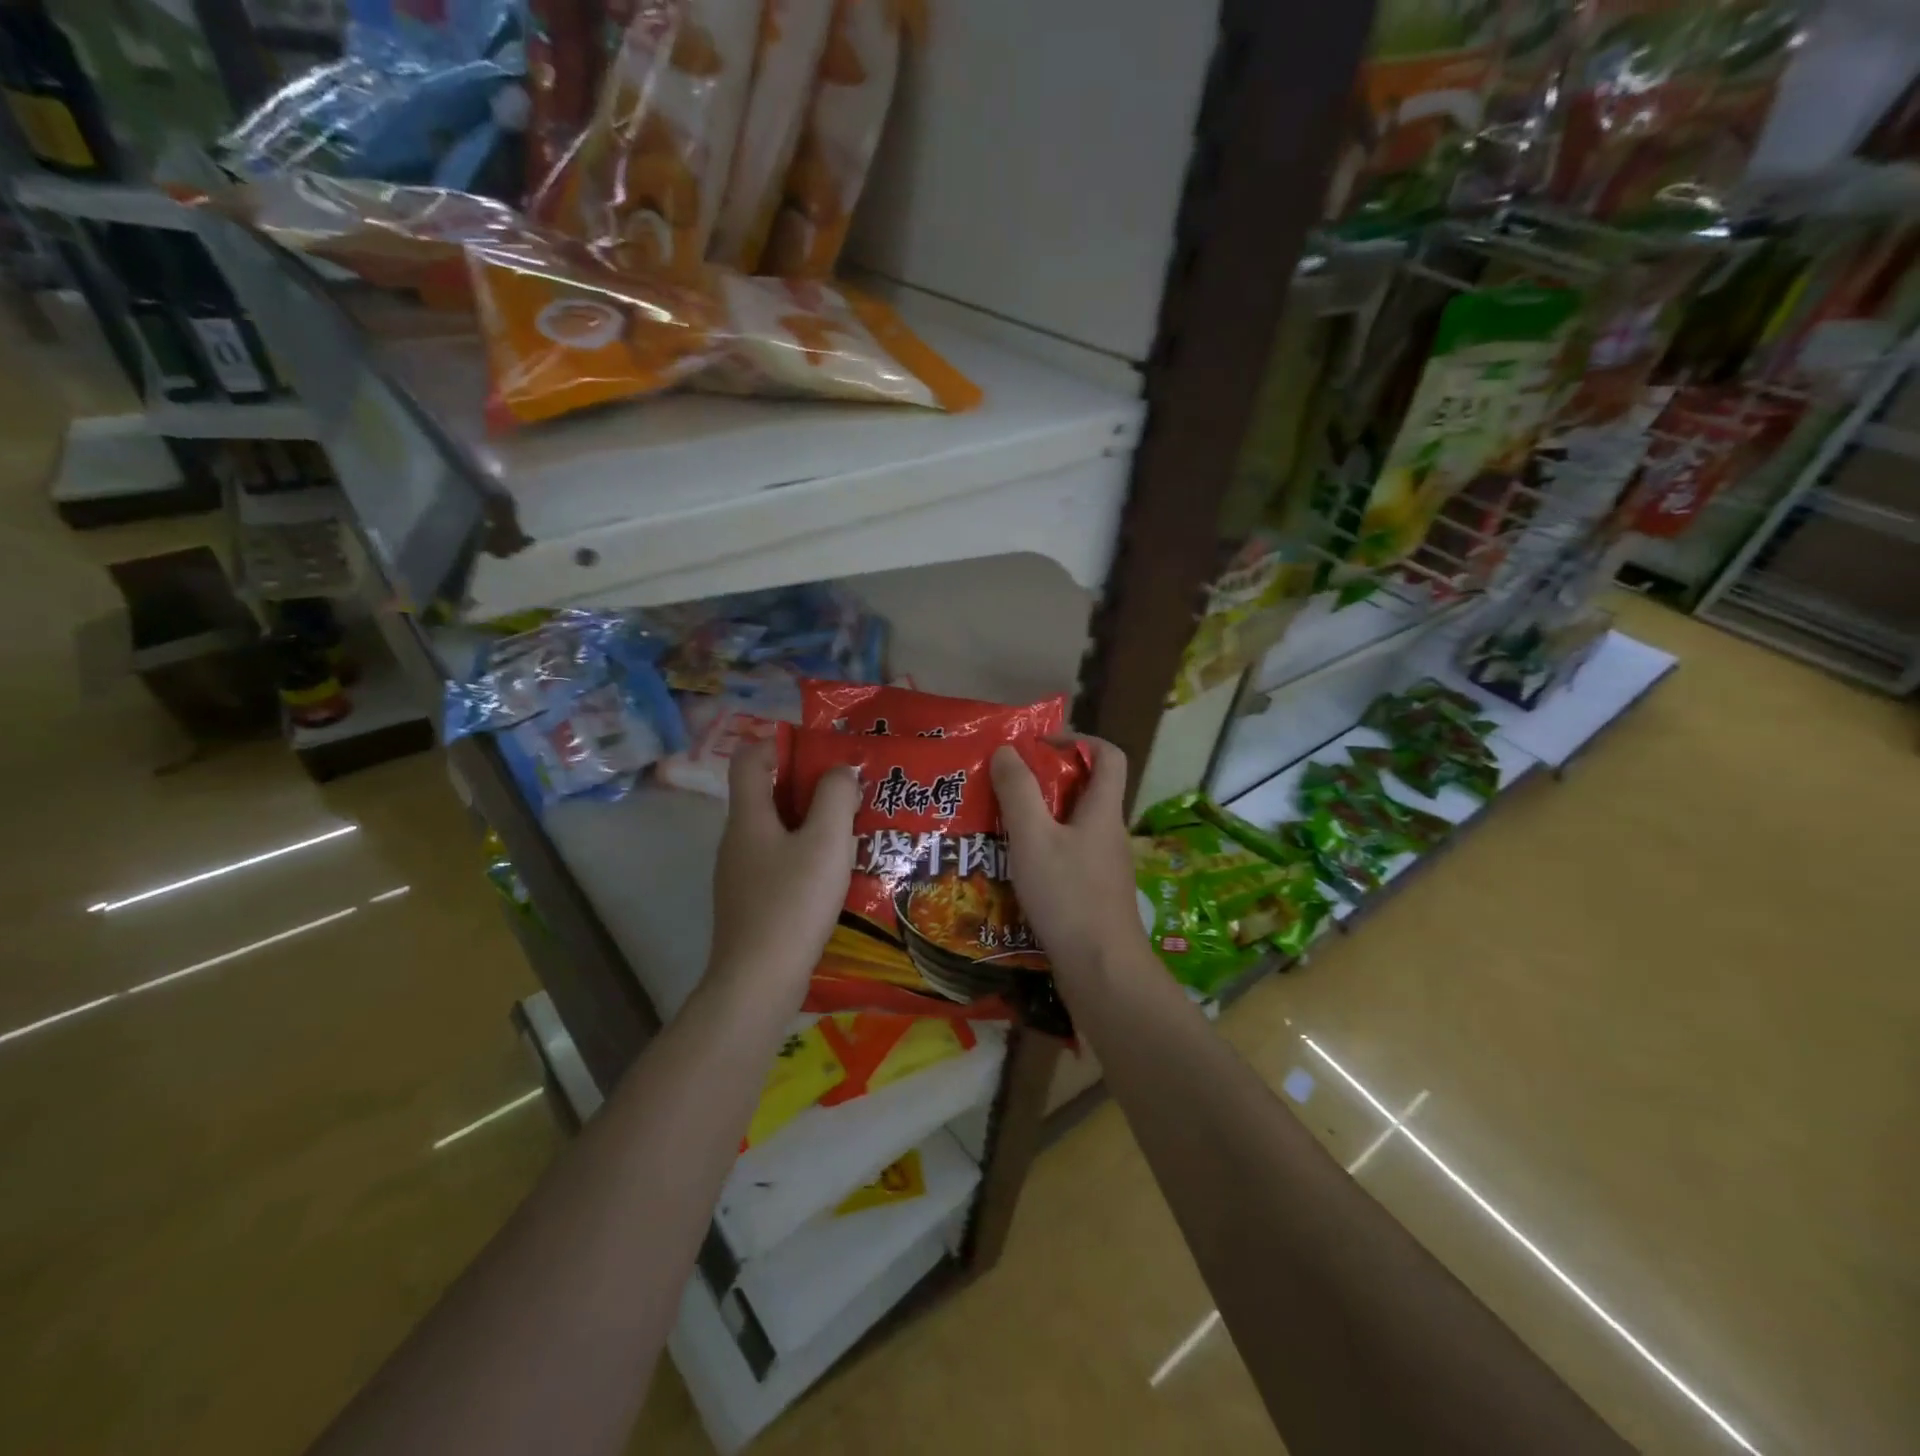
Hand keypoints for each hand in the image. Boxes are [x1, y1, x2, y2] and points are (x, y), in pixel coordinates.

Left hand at [707, 738, 859, 1007]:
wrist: (758, 982)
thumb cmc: (792, 903)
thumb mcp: (826, 841)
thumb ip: (835, 796)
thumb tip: (839, 770)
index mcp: (748, 817)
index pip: (750, 758)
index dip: (781, 744)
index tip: (822, 751)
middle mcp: (737, 840)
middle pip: (768, 794)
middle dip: (809, 786)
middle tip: (851, 791)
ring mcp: (741, 874)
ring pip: (777, 831)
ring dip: (812, 824)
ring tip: (854, 830)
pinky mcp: (752, 903)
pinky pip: (780, 862)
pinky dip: (806, 856)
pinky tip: (836, 874)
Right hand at [990, 736, 1144, 983]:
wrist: (1102, 970)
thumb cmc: (1068, 895)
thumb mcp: (1033, 837)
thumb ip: (1018, 791)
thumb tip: (1008, 750)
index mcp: (1103, 810)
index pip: (1108, 755)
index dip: (1078, 740)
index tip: (1039, 746)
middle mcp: (1109, 832)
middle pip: (1086, 789)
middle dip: (1047, 780)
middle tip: (1006, 785)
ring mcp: (1104, 866)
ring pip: (1074, 826)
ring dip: (1041, 818)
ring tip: (1000, 823)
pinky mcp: (1094, 893)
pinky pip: (1069, 856)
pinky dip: (1043, 850)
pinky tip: (1014, 866)